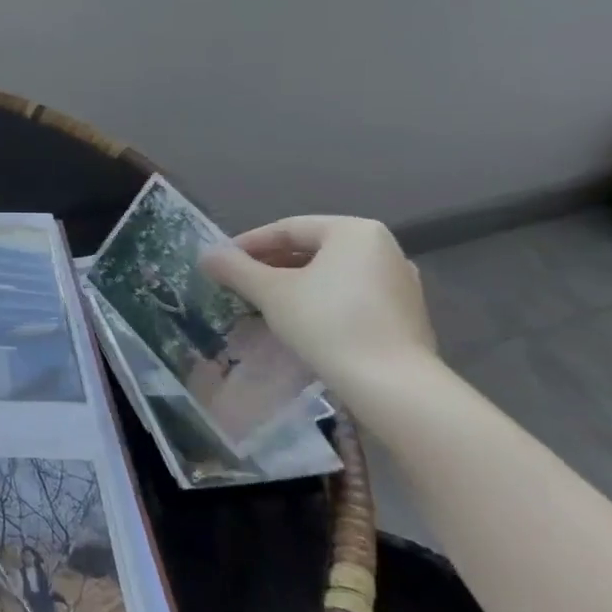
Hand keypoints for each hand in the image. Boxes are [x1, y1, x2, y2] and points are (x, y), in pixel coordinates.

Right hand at [202, 216, 436, 387]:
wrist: (391, 383)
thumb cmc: (327, 322)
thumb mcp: (270, 292)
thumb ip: (235, 269)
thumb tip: (206, 255)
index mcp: (353, 231)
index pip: (288, 228)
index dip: (249, 243)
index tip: (222, 262)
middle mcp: (383, 248)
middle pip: (312, 248)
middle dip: (271, 264)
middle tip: (238, 282)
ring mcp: (399, 282)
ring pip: (331, 273)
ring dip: (294, 283)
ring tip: (263, 302)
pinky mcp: (404, 314)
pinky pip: (350, 295)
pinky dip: (320, 300)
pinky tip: (299, 321)